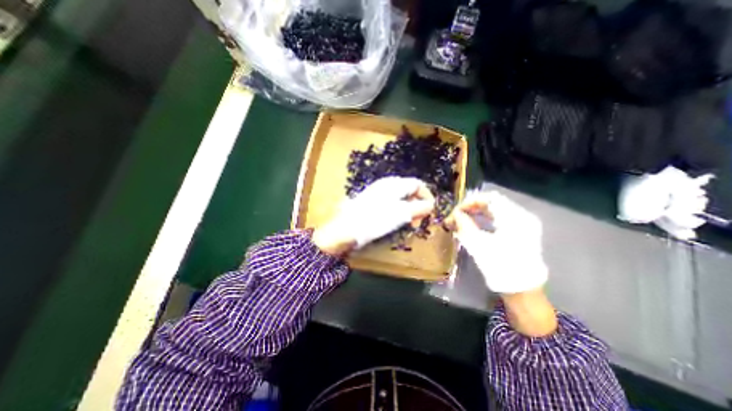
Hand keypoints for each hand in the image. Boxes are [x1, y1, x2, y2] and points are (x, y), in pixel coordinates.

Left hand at [312, 177, 430, 257]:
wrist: (346, 228)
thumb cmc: (376, 219)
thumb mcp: (401, 214)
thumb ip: (419, 207)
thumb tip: (431, 205)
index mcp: (395, 184)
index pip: (418, 184)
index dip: (427, 197)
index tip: (430, 212)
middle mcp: (387, 184)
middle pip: (410, 191)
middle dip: (418, 205)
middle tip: (417, 222)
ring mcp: (378, 192)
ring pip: (401, 198)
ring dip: (408, 210)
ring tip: (408, 224)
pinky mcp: (372, 201)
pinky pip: (391, 203)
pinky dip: (398, 212)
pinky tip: (395, 222)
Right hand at [443, 191, 545, 292]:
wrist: (522, 289)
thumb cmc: (499, 266)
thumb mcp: (478, 244)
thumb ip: (465, 225)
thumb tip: (455, 214)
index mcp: (514, 218)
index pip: (489, 198)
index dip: (470, 201)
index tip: (456, 211)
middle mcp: (522, 216)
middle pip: (493, 202)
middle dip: (471, 207)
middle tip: (456, 216)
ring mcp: (524, 223)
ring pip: (496, 209)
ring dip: (477, 212)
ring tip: (462, 220)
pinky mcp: (522, 231)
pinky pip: (501, 217)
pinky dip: (485, 218)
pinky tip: (474, 224)